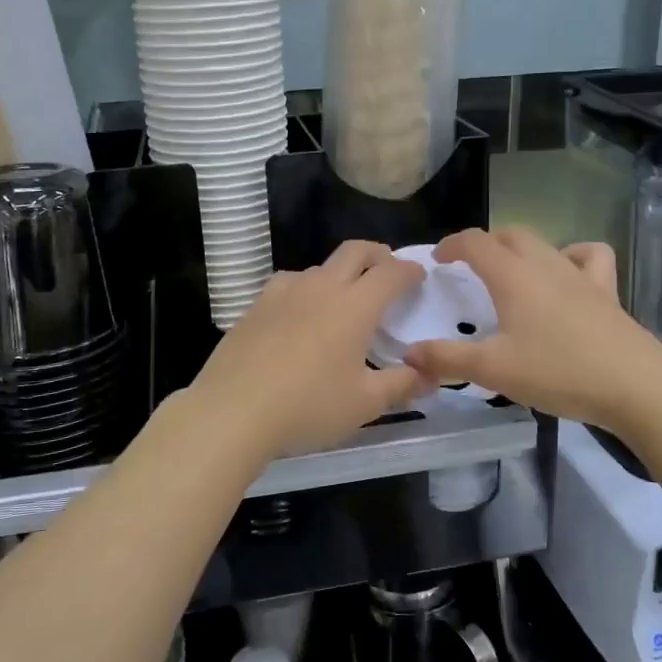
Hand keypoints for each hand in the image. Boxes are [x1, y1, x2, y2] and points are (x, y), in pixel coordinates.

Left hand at [185, 240, 430, 461]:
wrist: (233, 410)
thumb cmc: (308, 406)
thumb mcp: (364, 404)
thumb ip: (401, 385)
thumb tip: (428, 376)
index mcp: (354, 306)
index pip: (390, 273)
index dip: (409, 270)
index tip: (419, 275)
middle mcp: (321, 287)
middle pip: (355, 251)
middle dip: (377, 254)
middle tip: (387, 270)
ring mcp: (284, 292)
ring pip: (319, 267)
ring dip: (339, 273)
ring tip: (342, 300)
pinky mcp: (256, 305)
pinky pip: (289, 284)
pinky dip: (306, 290)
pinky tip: (299, 315)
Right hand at [403, 228, 661, 434]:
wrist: (636, 386)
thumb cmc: (558, 372)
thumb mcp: (494, 370)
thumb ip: (448, 359)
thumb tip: (409, 352)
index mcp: (513, 276)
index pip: (475, 242)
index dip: (452, 244)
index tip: (438, 260)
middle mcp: (545, 265)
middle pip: (510, 235)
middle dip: (485, 244)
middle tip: (469, 267)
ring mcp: (580, 275)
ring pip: (545, 243)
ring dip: (522, 248)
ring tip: (513, 270)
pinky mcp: (607, 292)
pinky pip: (590, 257)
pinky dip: (573, 255)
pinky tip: (567, 276)